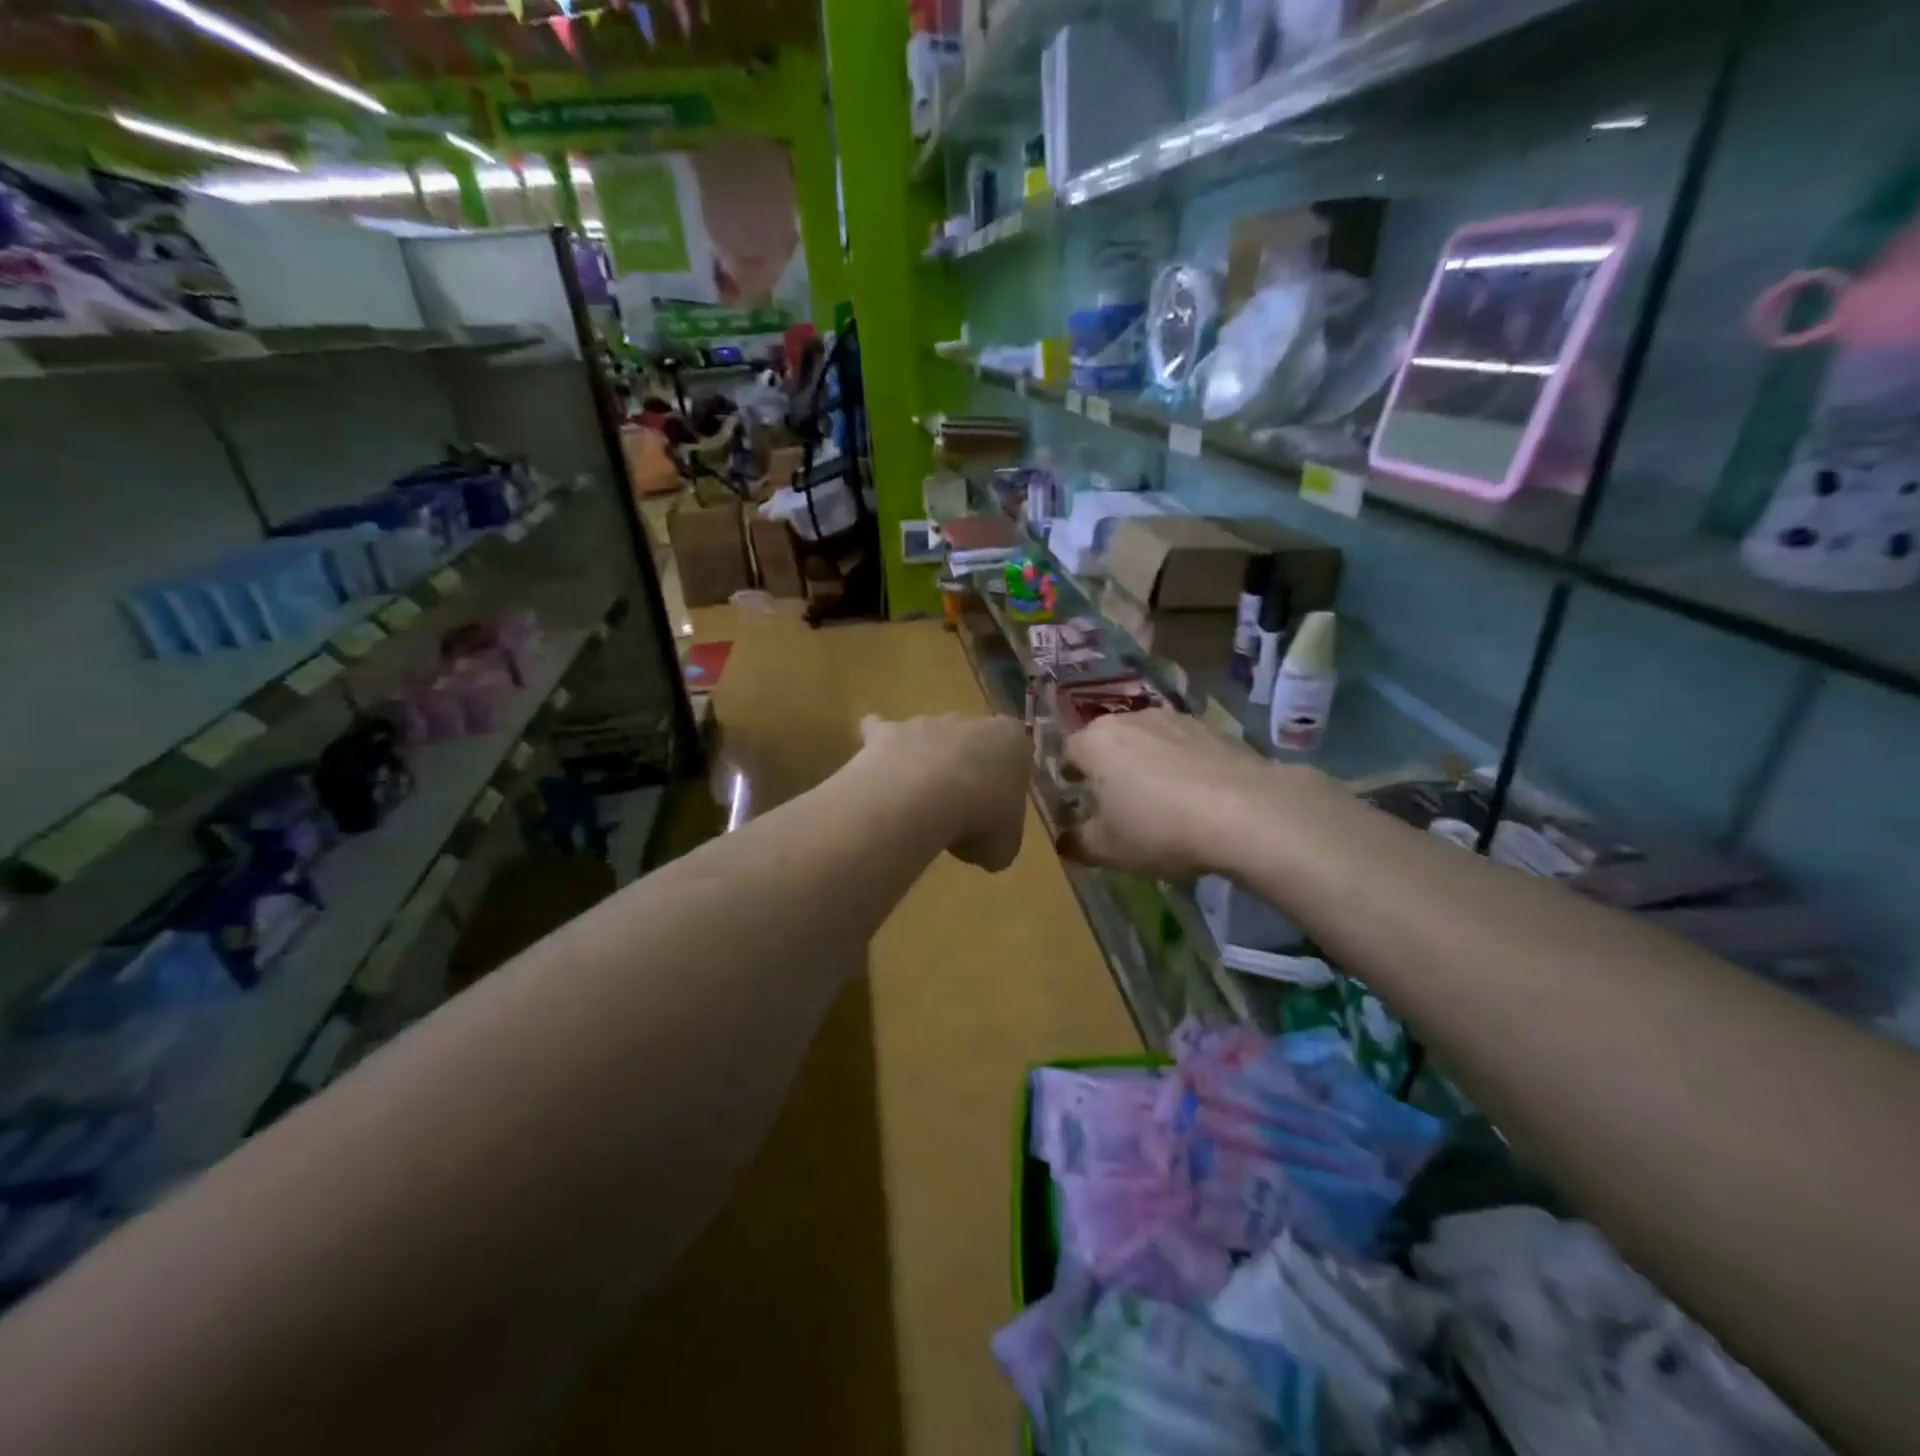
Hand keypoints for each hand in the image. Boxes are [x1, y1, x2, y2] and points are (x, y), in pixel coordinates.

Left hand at [858, 713, 1030, 871]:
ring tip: (918, 801)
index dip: (1008, 782)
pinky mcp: (888, 731)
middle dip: (967, 768)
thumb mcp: (1003, 848)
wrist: (923, 800)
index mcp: (1012, 743)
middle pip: (972, 742)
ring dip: (926, 761)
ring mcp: (927, 723)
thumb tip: (986, 849)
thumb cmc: (979, 820)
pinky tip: (876, 768)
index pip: (1017, 753)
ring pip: (929, 736)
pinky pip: (879, 730)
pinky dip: (878, 745)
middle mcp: (970, 723)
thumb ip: (999, 841)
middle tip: (960, 808)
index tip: (998, 809)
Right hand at [1060, 709, 1277, 880]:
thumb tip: (1063, 842)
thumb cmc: (1159, 828)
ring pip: (1148, 739)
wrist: (1246, 812)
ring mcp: (1174, 719)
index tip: (1075, 794)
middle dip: (1108, 765)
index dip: (1069, 774)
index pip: (1068, 751)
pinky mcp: (1213, 728)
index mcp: (1095, 743)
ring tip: (1160, 797)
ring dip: (1147, 761)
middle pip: (1109, 740)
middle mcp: (1130, 719)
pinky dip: (1183, 764)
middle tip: (1115, 797)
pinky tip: (1197, 794)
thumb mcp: (1109, 850)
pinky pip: (1184, 746)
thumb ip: (1078, 844)